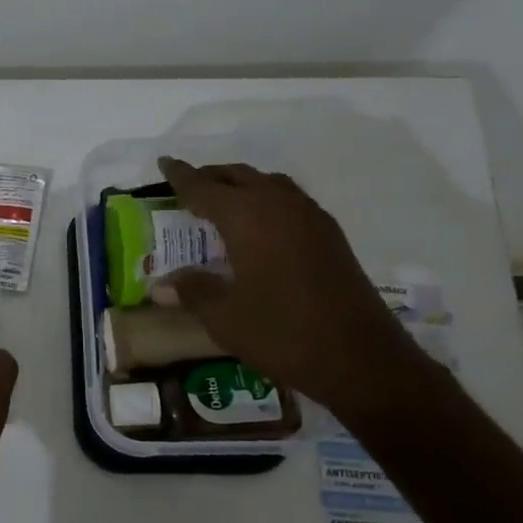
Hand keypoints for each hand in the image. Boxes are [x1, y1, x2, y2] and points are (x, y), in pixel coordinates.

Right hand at [158, 158, 428, 416]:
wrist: (362, 359)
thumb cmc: (282, 334)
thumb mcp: (224, 317)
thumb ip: (193, 291)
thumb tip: (161, 285)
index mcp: (248, 218)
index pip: (204, 187)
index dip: (181, 176)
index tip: (163, 162)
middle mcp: (280, 206)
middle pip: (239, 177)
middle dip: (211, 177)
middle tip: (187, 187)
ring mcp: (311, 219)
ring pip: (268, 184)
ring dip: (241, 186)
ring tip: (221, 203)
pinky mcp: (330, 236)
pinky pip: (289, 201)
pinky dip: (266, 200)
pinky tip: (259, 227)